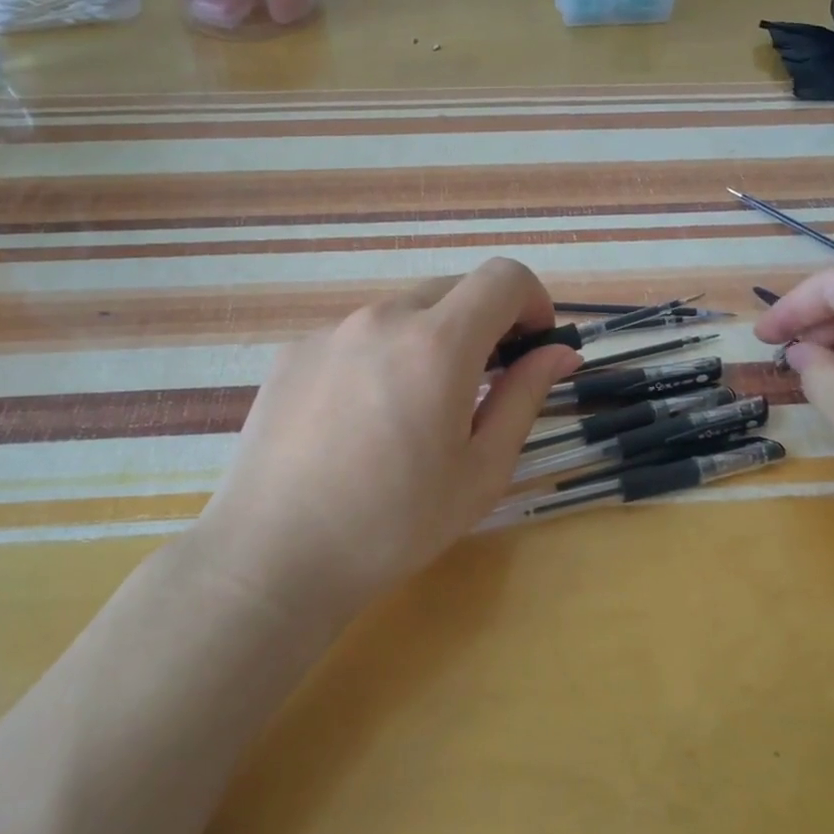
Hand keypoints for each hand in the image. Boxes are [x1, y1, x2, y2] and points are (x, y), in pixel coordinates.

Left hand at [199, 258, 579, 619]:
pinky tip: (361, 421)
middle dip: (484, 322)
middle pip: (453, 289)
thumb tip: (559, 352)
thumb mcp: (481, 469)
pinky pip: (356, 336)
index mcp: (437, 344)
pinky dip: (381, 356)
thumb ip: (525, 397)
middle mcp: (381, 318)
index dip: (532, 301)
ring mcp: (330, 331)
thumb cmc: (395, 524)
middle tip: (484, 385)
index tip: (533, 344)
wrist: (274, 556)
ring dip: (430, 340)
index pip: (503, 277)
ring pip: (403, 312)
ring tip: (416, 411)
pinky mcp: (293, 352)